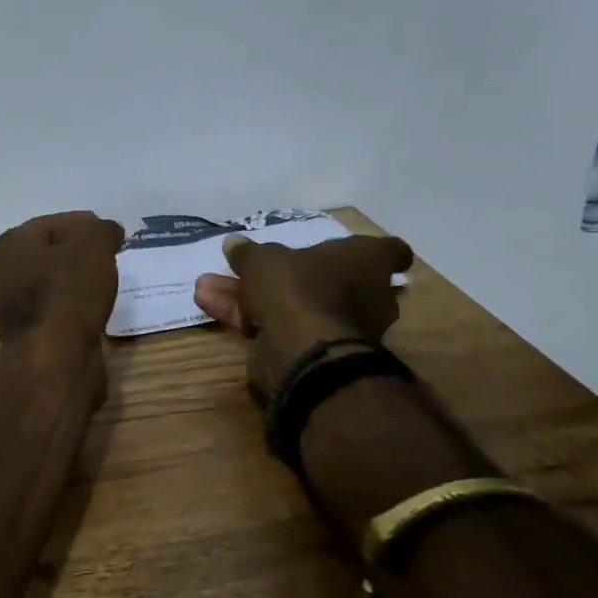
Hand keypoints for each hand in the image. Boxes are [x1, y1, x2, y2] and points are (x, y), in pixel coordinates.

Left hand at [0, 212, 124, 343]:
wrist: (55, 358)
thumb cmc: (69, 290)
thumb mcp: (93, 244)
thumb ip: (101, 230)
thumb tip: (107, 232)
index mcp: (11, 245)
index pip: (53, 223)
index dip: (84, 225)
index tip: (110, 234)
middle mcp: (3, 275)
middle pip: (49, 255)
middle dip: (77, 254)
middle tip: (109, 257)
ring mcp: (13, 311)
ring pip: (51, 286)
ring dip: (75, 284)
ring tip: (106, 284)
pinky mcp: (29, 339)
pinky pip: (56, 314)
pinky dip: (74, 310)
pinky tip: (95, 311)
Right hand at [193, 233, 413, 401]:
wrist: (303, 352)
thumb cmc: (297, 287)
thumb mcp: (263, 259)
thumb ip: (248, 252)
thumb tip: (234, 243)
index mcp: (366, 264)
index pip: (389, 252)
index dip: (371, 251)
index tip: (348, 248)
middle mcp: (365, 296)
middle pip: (326, 280)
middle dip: (284, 275)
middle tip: (250, 267)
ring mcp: (342, 328)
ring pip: (294, 304)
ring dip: (252, 296)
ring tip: (208, 286)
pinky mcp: (316, 354)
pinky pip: (279, 327)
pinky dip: (247, 318)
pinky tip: (208, 305)